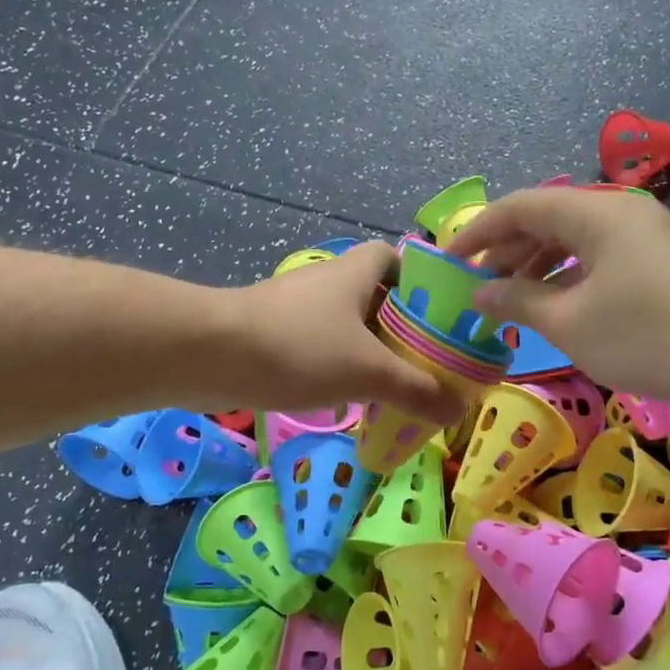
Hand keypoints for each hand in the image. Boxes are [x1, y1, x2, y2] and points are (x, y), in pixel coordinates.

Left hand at [218, 243, 461, 423]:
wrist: (210, 355)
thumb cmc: (301, 348)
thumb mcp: (369, 371)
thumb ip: (417, 390)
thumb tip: (458, 411)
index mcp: (355, 273)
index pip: (394, 258)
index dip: (418, 281)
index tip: (436, 316)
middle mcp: (326, 282)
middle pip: (374, 297)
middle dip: (398, 328)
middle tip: (423, 362)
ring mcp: (295, 307)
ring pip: (344, 325)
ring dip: (367, 351)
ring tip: (391, 386)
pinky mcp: (271, 333)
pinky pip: (317, 345)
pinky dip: (335, 366)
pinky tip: (345, 397)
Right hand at [447, 189, 669, 405]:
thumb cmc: (649, 338)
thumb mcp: (571, 323)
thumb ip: (519, 301)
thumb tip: (482, 292)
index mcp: (594, 213)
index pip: (519, 207)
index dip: (478, 231)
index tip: (448, 260)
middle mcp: (619, 210)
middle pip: (546, 219)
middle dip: (506, 251)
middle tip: (478, 288)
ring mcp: (644, 232)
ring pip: (574, 238)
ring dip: (536, 265)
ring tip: (510, 300)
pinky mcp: (660, 256)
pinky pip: (599, 254)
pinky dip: (569, 274)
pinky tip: (555, 304)